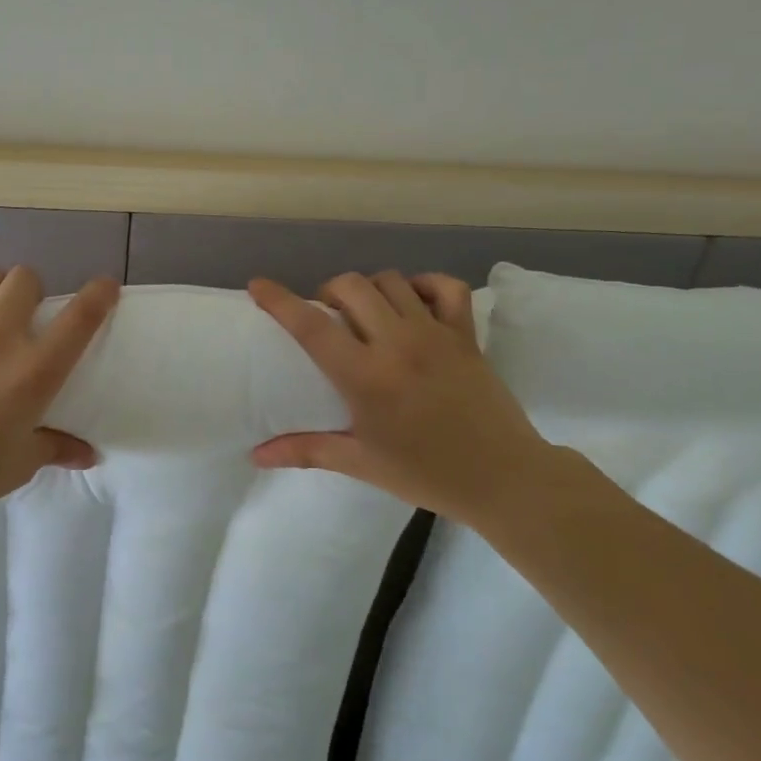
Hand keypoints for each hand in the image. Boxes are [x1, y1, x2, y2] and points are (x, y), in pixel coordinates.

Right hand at [248, 271, 554, 522]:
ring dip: (368, 287)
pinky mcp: (466, 335)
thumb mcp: (361, 463)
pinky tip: (412, 301)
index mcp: (366, 377)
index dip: (280, 300)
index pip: (312, 326)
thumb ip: (305, 451)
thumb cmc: (426, 473)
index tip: (258, 285)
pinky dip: (425, 284)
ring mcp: (436, 334)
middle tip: (325, 315)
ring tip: (364, 310)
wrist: (505, 479)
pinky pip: (446, 287)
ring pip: (392, 281)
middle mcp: (398, 344)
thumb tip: (255, 456)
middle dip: (328, 291)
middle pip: (351, 287)